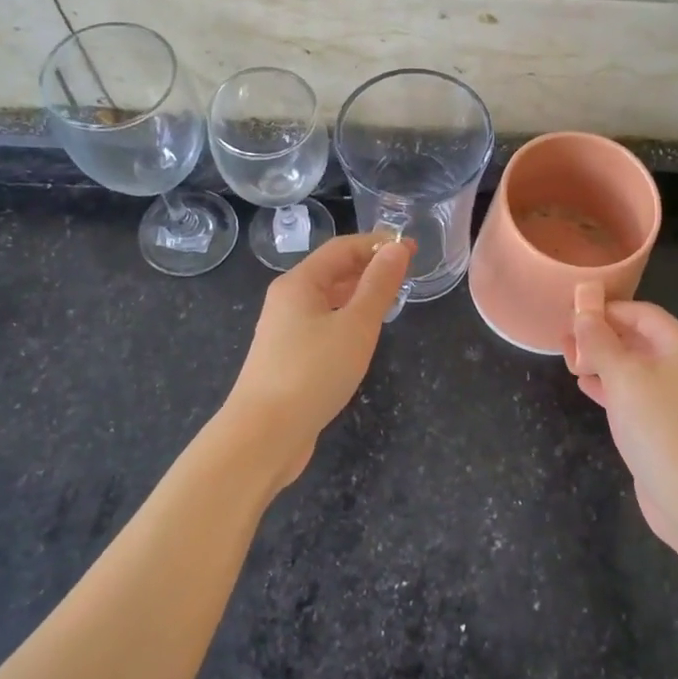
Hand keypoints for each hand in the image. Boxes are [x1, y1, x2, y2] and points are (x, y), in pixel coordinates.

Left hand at [223, 231, 412, 485]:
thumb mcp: (356, 325)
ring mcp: (284, 331)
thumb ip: (379, 285)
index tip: (413, 249)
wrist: (264, 434)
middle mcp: (287, 300)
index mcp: (299, 283)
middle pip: (332, 271)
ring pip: (327, 300)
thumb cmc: (313, 372)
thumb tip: (396, 249)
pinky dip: (346, 320)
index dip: (378, 244)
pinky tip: (363, 336)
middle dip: (369, 267)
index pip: (342, 249)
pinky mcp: (288, 358)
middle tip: (407, 275)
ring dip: (358, 294)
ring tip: (391, 300)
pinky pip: (322, 325)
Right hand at [562, 300, 677, 539]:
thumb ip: (600, 342)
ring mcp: (674, 397)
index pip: (642, 314)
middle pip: (638, 339)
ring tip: (568, 359)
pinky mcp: (663, 423)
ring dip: (601, 360)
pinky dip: (609, 386)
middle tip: (565, 338)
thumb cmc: (658, 425)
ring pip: (633, 367)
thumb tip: (583, 313)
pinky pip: (633, 393)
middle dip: (601, 335)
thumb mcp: (623, 376)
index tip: (573, 312)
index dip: (608, 309)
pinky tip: (585, 386)